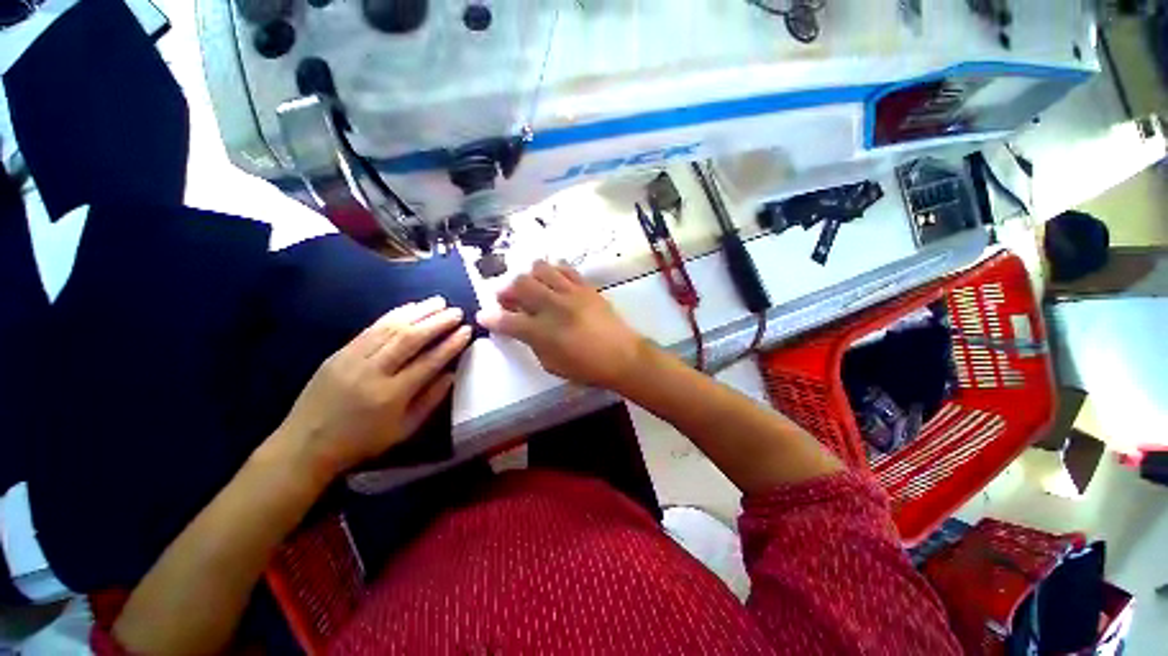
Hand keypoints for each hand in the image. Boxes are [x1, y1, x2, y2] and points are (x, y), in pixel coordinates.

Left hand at [273, 297, 472, 481]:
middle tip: (456, 312)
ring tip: (439, 302)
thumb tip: (451, 373)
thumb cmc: (362, 441)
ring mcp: (352, 359)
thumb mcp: (404, 429)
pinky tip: (410, 307)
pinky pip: (371, 328)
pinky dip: (393, 315)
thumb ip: (431, 400)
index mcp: (391, 395)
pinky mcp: (339, 352)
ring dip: (418, 312)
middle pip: (410, 339)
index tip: (467, 330)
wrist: (306, 443)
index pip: (429, 362)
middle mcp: (372, 372)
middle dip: (437, 322)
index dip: (451, 344)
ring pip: (390, 328)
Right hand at [477, 261, 647, 389]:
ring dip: (530, 276)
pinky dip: (554, 271)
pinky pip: (565, 268)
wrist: (622, 356)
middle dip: (507, 290)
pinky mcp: (586, 286)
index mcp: (542, 332)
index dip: (491, 318)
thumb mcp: (552, 364)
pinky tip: (553, 280)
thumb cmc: (586, 368)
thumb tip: (521, 328)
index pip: (507, 321)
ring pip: (540, 268)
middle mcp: (553, 307)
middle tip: (507, 299)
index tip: (482, 316)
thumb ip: (532, 344)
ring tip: (532, 287)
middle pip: (520, 285)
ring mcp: (570, 292)